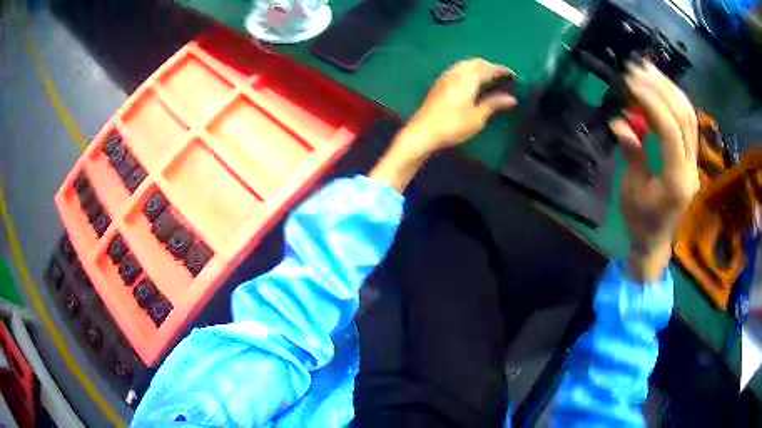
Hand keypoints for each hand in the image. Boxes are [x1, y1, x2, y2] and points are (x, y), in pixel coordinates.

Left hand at [407, 58, 516, 148]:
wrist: (422, 132)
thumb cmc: (453, 125)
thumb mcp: (477, 117)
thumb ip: (494, 104)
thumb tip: (512, 98)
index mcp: (468, 78)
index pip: (488, 69)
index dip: (501, 70)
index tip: (513, 75)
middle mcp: (456, 73)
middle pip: (475, 62)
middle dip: (490, 66)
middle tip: (501, 75)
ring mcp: (445, 77)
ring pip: (465, 64)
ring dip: (478, 67)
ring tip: (489, 78)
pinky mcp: (439, 84)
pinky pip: (458, 70)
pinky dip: (469, 71)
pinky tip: (472, 82)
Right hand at [610, 62, 699, 282]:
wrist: (656, 244)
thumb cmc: (640, 223)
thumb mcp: (631, 191)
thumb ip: (632, 154)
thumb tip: (620, 122)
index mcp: (676, 181)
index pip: (670, 130)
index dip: (651, 101)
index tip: (630, 82)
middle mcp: (690, 169)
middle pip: (684, 118)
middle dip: (661, 88)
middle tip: (638, 68)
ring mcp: (694, 164)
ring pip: (690, 118)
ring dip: (670, 90)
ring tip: (649, 70)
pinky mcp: (691, 160)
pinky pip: (688, 125)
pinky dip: (675, 102)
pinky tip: (660, 89)